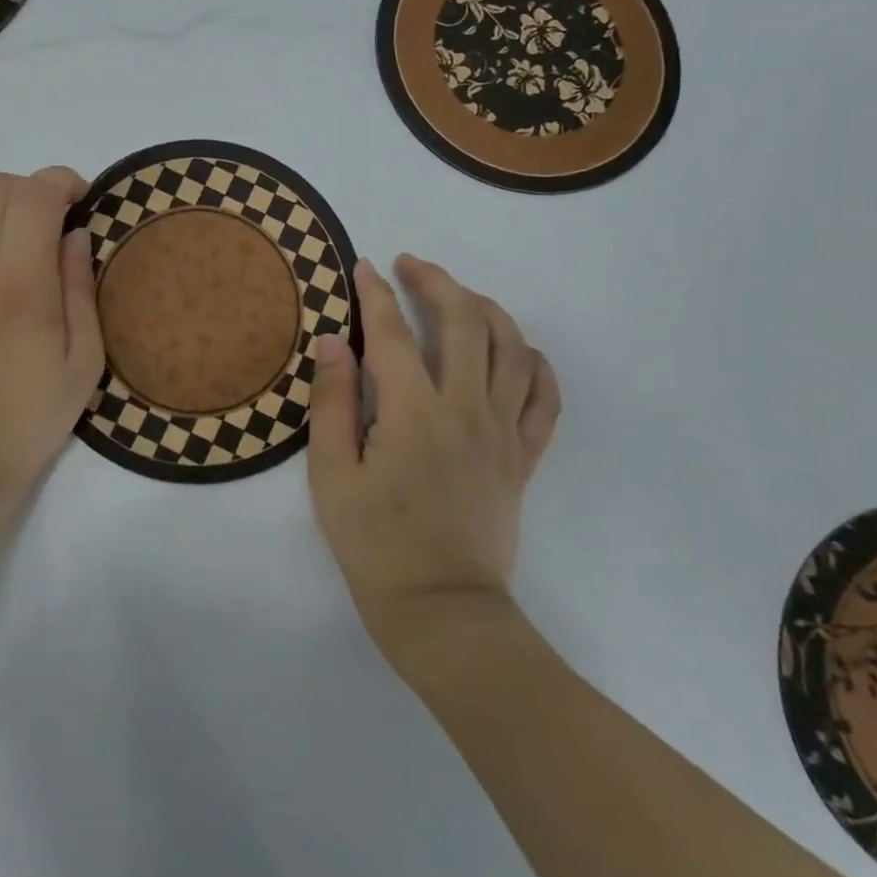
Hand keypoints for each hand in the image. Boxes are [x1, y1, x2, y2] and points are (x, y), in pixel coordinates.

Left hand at [0, 167, 103, 542]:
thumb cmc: (28, 423)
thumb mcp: (82, 365)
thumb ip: (80, 290)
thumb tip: (76, 234)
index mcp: (20, 284)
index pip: (35, 194)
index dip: (64, 182)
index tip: (84, 201)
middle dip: (31, 191)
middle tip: (54, 225)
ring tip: (15, 249)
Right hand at [307, 255, 560, 650]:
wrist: (441, 610)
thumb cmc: (375, 544)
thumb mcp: (331, 475)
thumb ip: (332, 402)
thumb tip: (333, 340)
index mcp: (413, 412)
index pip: (392, 332)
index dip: (376, 293)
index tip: (363, 267)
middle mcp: (466, 409)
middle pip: (464, 322)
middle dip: (436, 282)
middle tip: (410, 266)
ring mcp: (503, 432)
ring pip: (511, 348)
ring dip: (486, 309)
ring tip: (460, 297)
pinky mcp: (523, 457)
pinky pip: (544, 398)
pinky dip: (535, 364)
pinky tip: (516, 351)